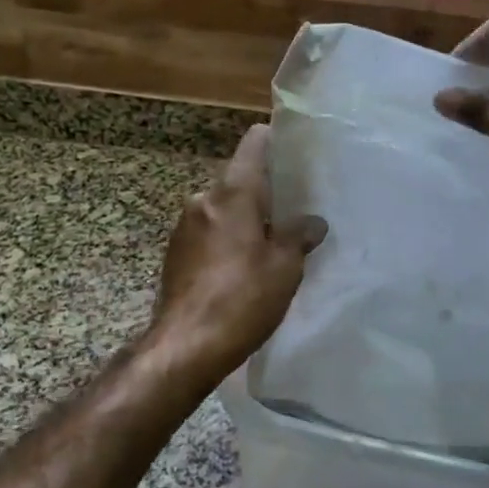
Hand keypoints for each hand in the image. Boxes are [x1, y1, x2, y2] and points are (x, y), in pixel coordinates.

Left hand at [147, 124, 324, 378]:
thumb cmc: (242, 299)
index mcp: (232, 194)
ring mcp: (184, 227)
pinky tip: (244, 268)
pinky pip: (210, 232)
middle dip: (266, 193)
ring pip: (224, 209)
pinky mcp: (175, 254)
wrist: (185, 346)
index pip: (254, 144)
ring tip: (273, 244)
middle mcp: (203, 200)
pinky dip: (228, 239)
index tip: (298, 152)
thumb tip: (313, 222)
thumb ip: (299, 236)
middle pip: (240, 180)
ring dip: (246, 220)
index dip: (276, 141)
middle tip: (296, 211)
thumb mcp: (284, 267)